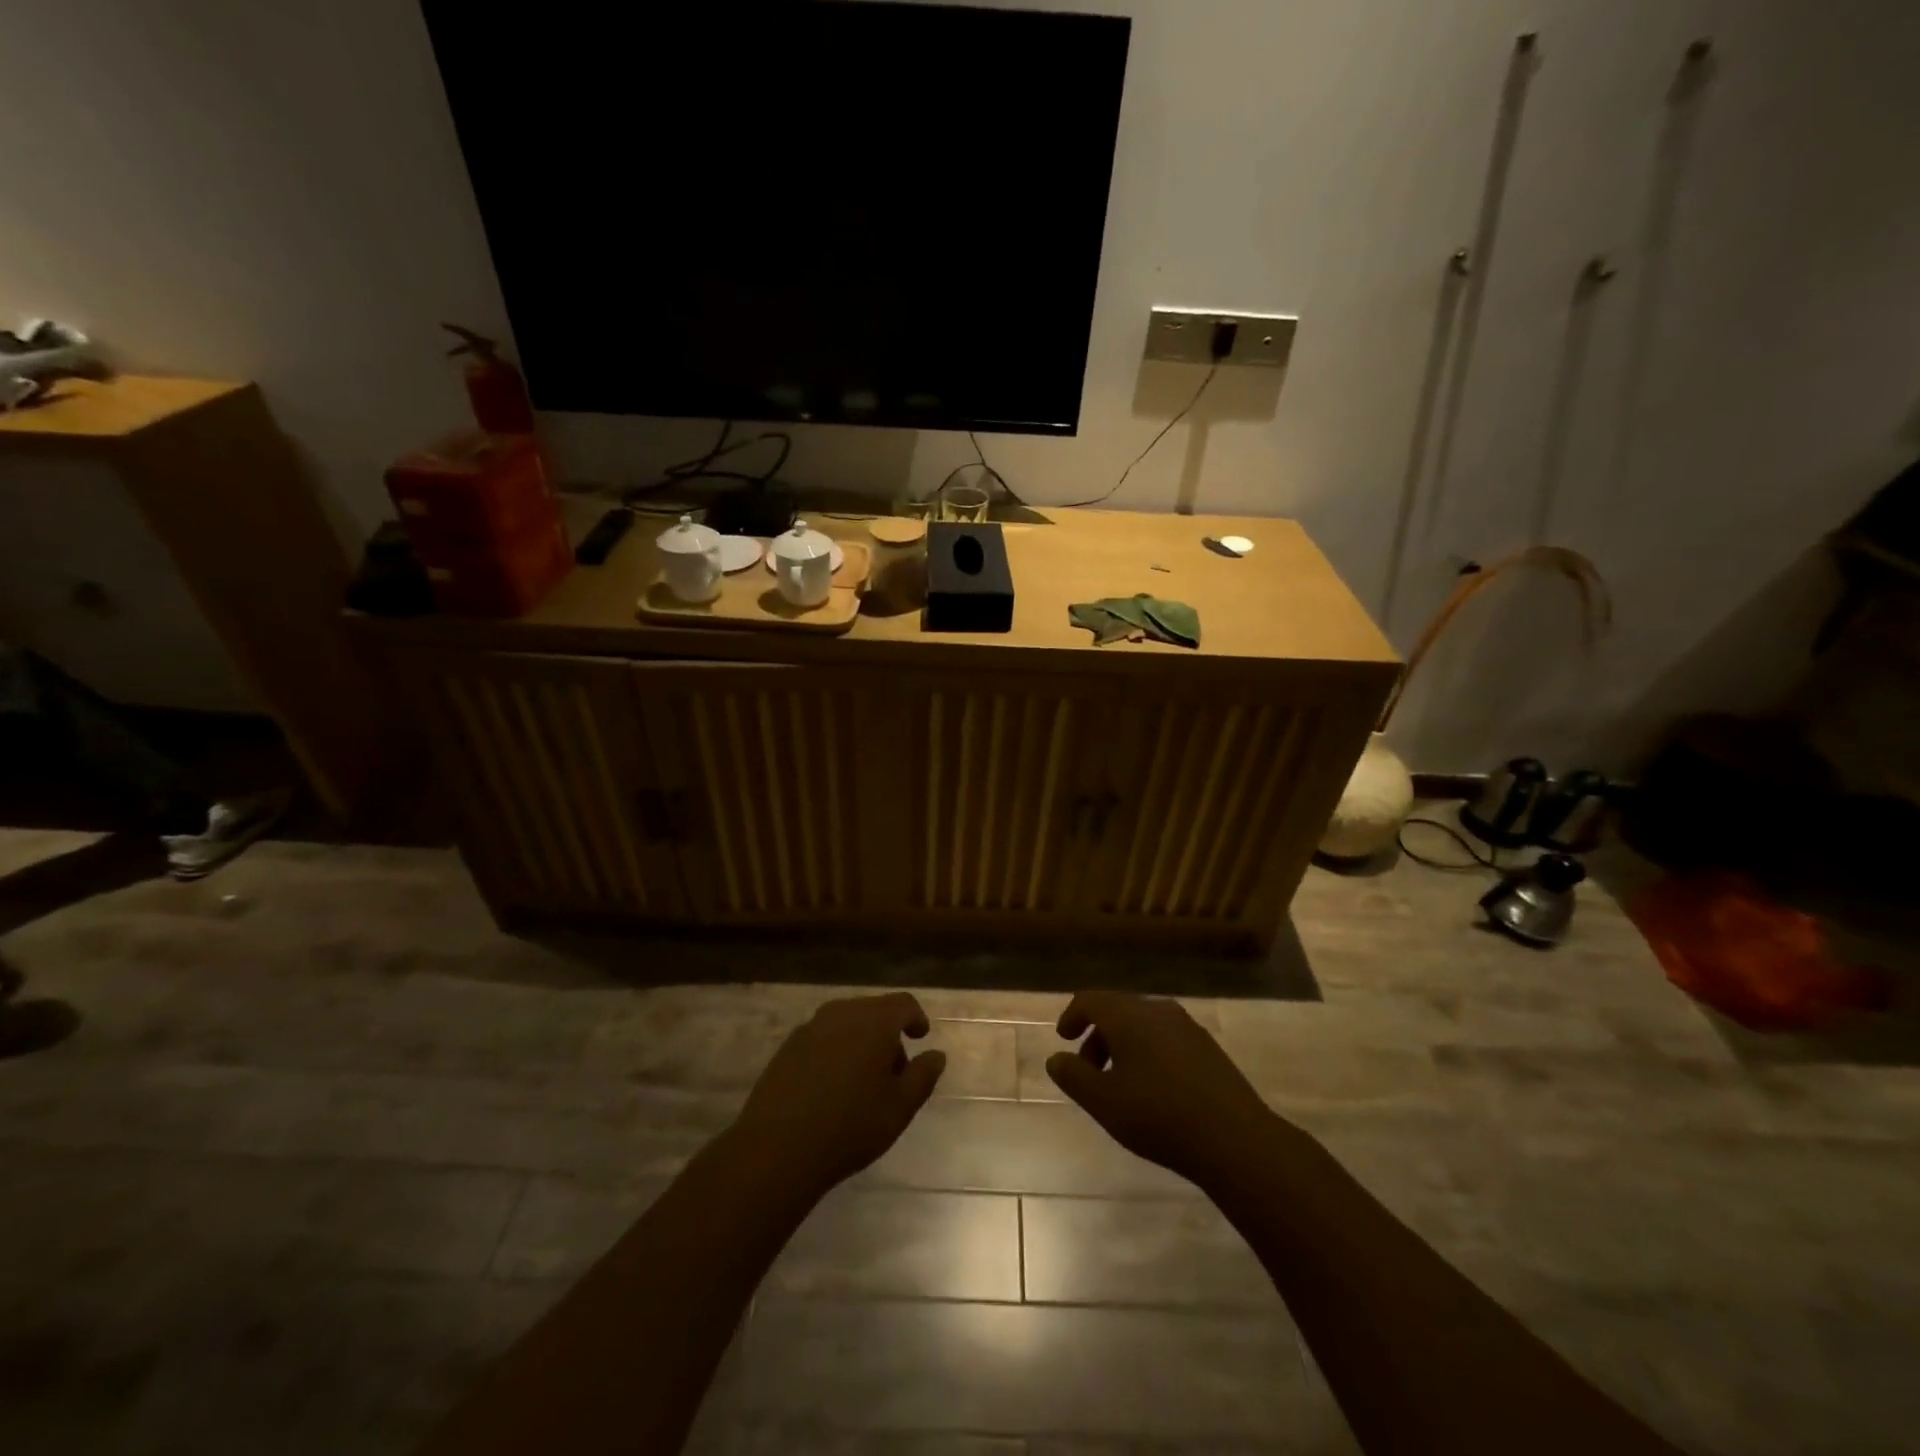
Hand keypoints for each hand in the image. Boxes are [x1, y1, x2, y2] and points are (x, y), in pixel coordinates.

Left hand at [733, 993, 946, 1190]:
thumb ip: (923, 1076)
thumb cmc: (850, 1126)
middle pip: (873, 1011)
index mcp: (874, 1021)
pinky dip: (836, 1050)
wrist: (778, 1148)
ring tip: (863, 1081)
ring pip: (846, 1023)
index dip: (916, 1018)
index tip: (921, 1037)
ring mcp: (810, 1028)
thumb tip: (936, 1055)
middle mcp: (842, 1013)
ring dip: (861, 1041)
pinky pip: (822, 1038)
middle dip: (889, 1034)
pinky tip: (832, 1086)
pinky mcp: (787, 1047)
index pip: (903, 1004)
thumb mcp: (900, 1107)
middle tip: (895, 1070)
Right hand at [1047, 991, 1280, 1187]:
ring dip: (1123, 1045)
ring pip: (1143, 1024)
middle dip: (1097, 1035)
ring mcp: (1187, 1026)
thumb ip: (1074, 1077)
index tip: (1063, 1039)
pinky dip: (1148, 1051)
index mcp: (1128, 1016)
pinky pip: (1166, 1037)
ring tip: (1119, 1083)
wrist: (1234, 1138)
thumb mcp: (1104, 1102)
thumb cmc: (1159, 1116)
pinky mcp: (1207, 1047)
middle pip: (1117, 1010)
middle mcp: (1157, 1010)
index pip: (1090, 1000)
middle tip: (1088, 1069)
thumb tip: (1056, 1059)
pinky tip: (1154, 1088)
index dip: (1072, 1016)